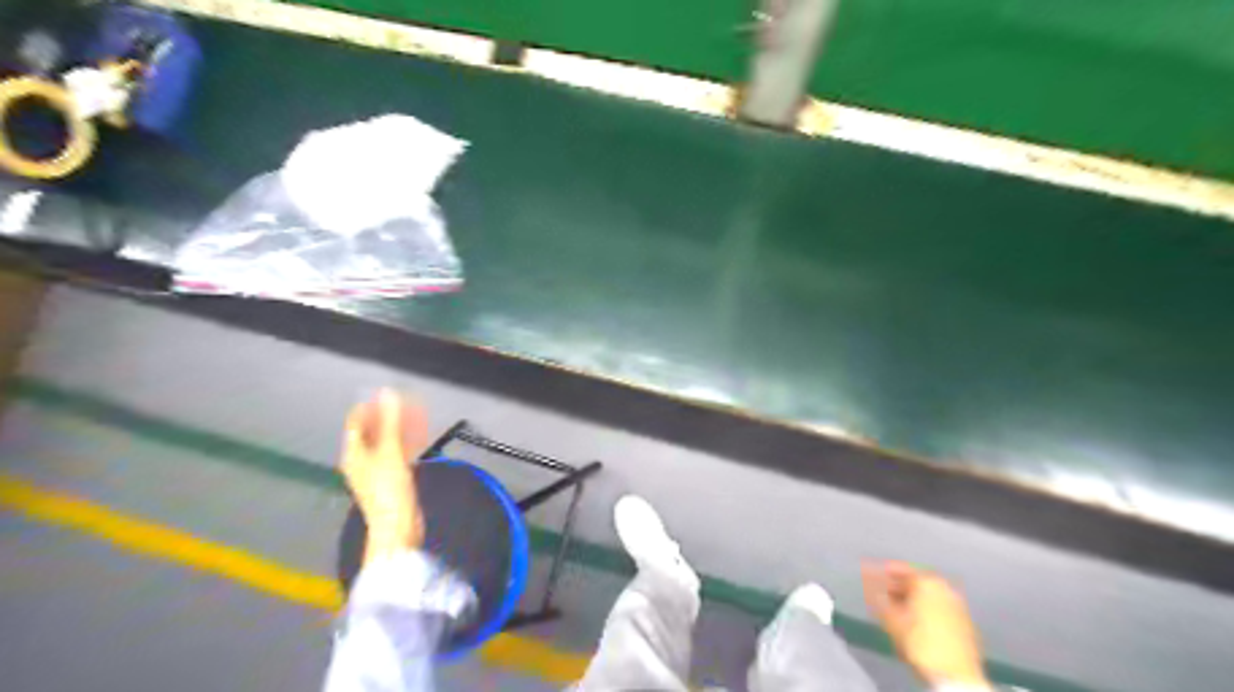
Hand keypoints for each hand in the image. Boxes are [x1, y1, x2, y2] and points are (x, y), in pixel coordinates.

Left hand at [339, 389, 431, 562]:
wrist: (398, 526)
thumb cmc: (389, 489)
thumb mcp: (390, 451)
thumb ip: (391, 421)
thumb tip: (389, 393)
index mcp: (353, 453)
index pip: (357, 421)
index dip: (371, 405)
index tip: (388, 392)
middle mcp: (361, 460)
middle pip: (373, 430)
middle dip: (390, 415)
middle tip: (409, 401)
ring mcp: (377, 470)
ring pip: (387, 441)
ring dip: (401, 428)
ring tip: (418, 415)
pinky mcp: (392, 479)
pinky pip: (398, 453)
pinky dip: (407, 442)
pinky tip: (420, 436)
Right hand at [861, 563, 991, 686]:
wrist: (956, 676)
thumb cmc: (920, 643)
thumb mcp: (892, 620)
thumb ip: (877, 596)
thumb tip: (866, 580)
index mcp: (927, 582)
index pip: (901, 569)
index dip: (884, 572)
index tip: (871, 574)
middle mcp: (945, 588)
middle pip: (917, 581)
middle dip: (899, 586)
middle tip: (883, 593)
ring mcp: (957, 606)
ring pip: (929, 595)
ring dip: (912, 598)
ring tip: (896, 608)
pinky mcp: (965, 623)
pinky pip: (939, 606)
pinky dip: (926, 608)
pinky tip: (916, 620)